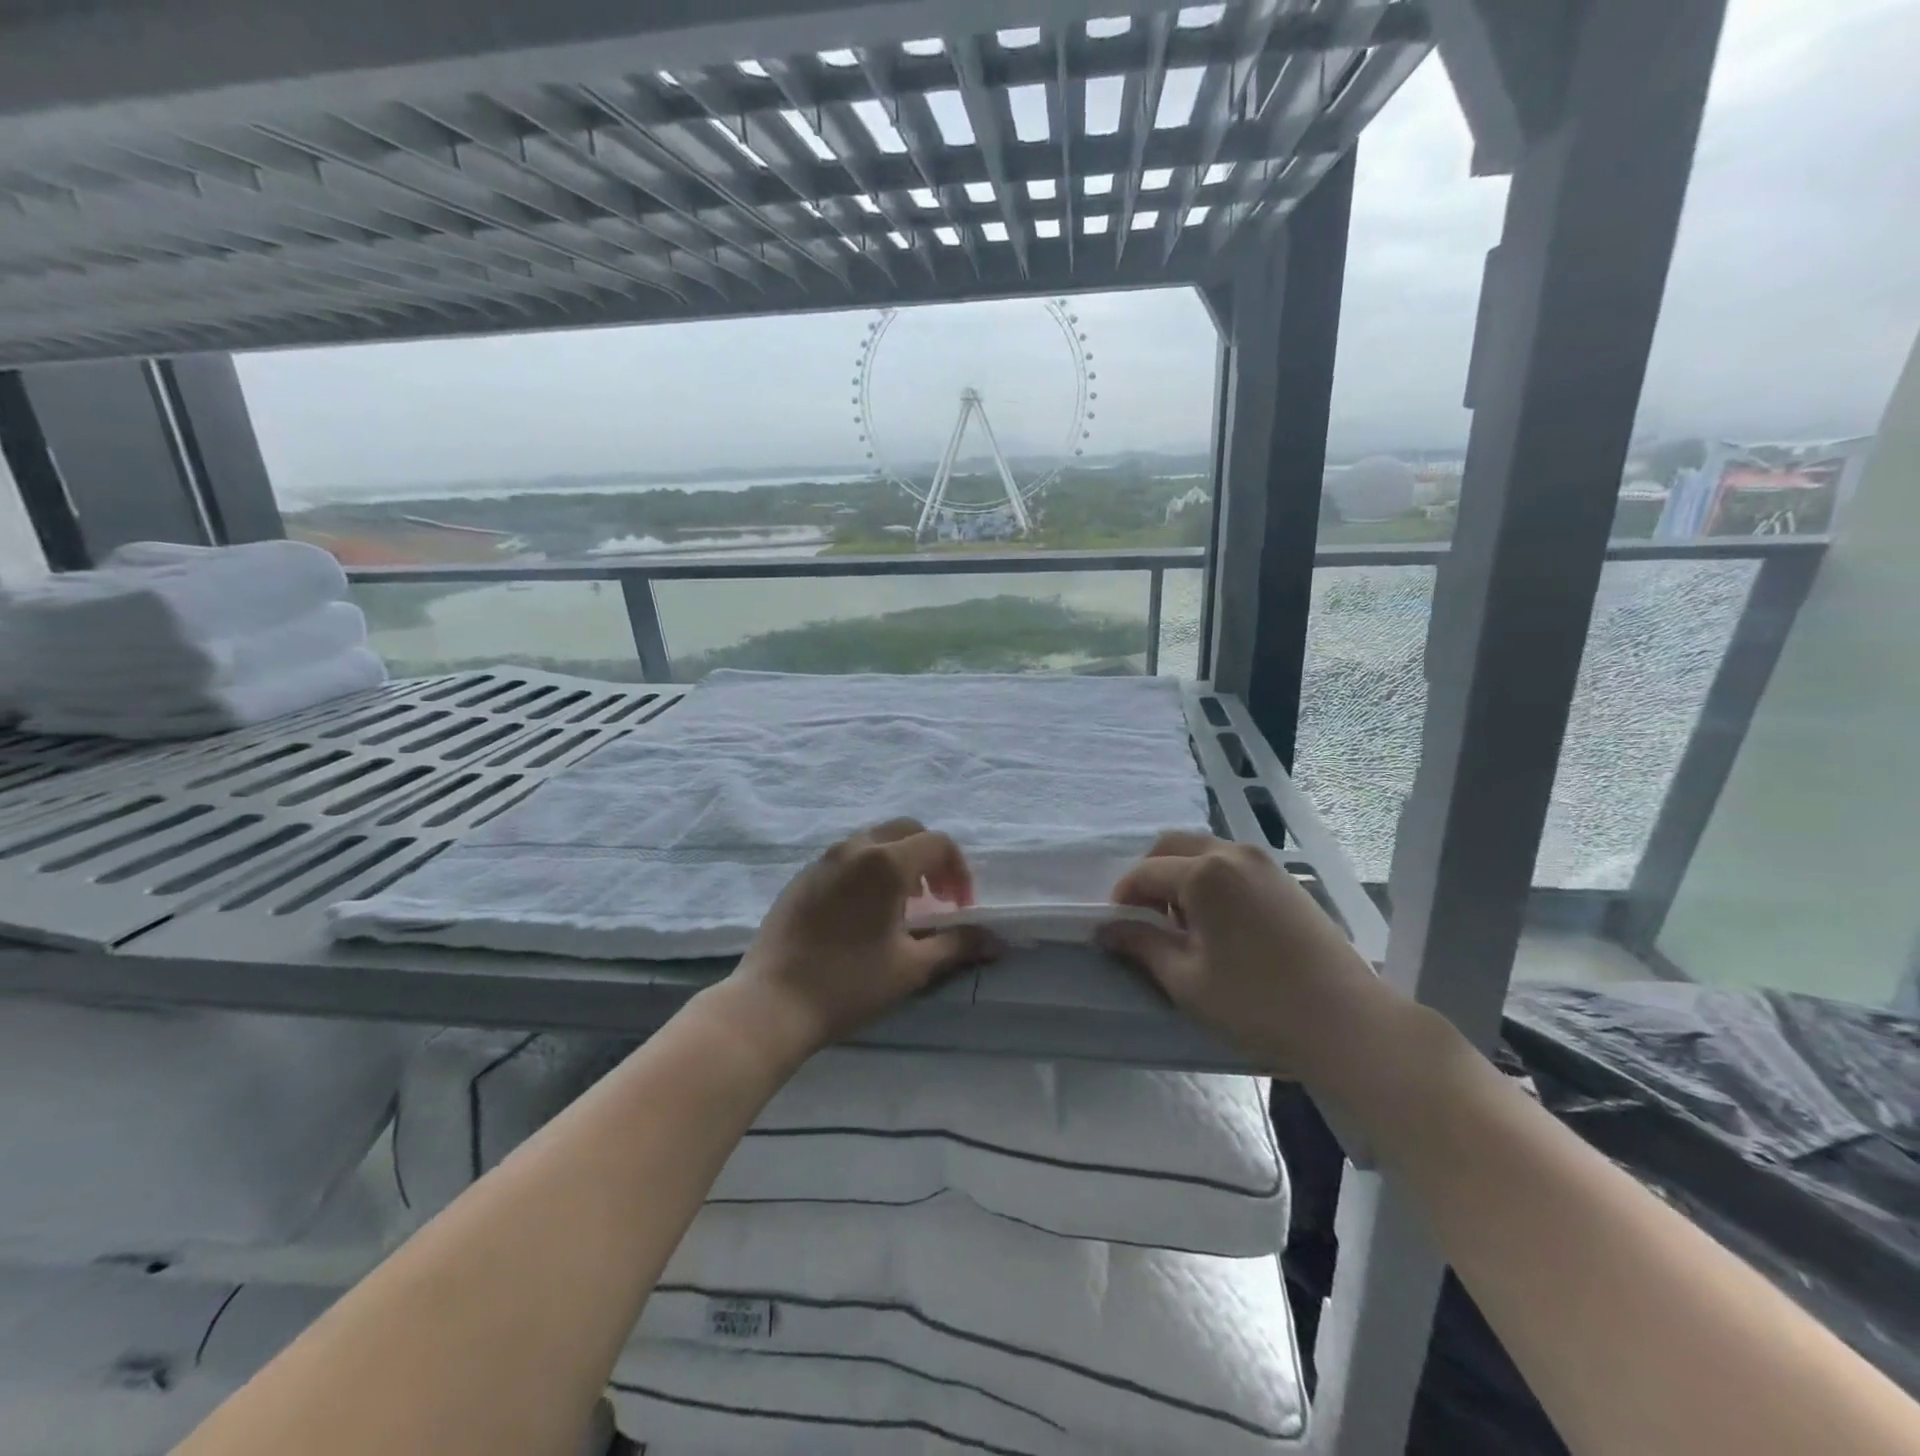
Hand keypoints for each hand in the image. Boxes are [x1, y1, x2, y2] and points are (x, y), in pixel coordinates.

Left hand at [724, 818, 997, 1056]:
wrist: (771, 1004)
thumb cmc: (849, 983)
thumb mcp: (911, 967)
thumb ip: (957, 944)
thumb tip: (997, 941)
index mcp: (886, 863)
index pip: (938, 844)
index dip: (959, 871)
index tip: (960, 908)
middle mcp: (854, 848)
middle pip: (906, 831)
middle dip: (931, 858)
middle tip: (938, 899)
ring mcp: (823, 859)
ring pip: (874, 841)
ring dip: (899, 862)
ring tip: (902, 907)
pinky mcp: (802, 876)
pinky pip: (847, 858)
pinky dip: (869, 870)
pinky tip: (864, 913)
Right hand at [1098, 831, 1385, 1078]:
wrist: (1347, 1021)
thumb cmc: (1257, 1003)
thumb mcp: (1186, 979)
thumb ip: (1141, 945)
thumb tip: (1107, 929)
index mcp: (1204, 873)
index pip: (1145, 873)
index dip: (1122, 898)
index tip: (1116, 929)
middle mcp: (1233, 853)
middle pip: (1172, 847)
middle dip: (1150, 877)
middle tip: (1146, 920)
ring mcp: (1264, 862)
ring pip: (1203, 852)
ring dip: (1180, 876)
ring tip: (1183, 926)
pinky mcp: (1285, 879)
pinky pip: (1232, 864)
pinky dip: (1210, 880)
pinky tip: (1219, 925)